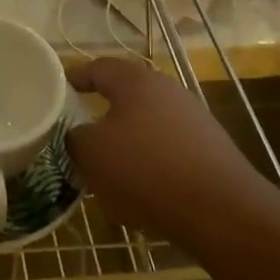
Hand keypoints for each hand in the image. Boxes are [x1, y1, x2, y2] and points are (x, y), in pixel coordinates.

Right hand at [66, 56, 268, 249]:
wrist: (222, 212)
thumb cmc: (146, 170)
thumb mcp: (92, 153)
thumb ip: (74, 137)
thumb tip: (78, 135)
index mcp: (135, 81)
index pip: (97, 68)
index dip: (75, 78)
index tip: (57, 91)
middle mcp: (167, 90)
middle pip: (126, 95)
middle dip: (102, 113)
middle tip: (80, 133)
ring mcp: (194, 119)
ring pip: (148, 125)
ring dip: (128, 143)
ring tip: (109, 170)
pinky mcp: (212, 150)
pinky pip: (169, 150)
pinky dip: (152, 164)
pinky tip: (144, 192)